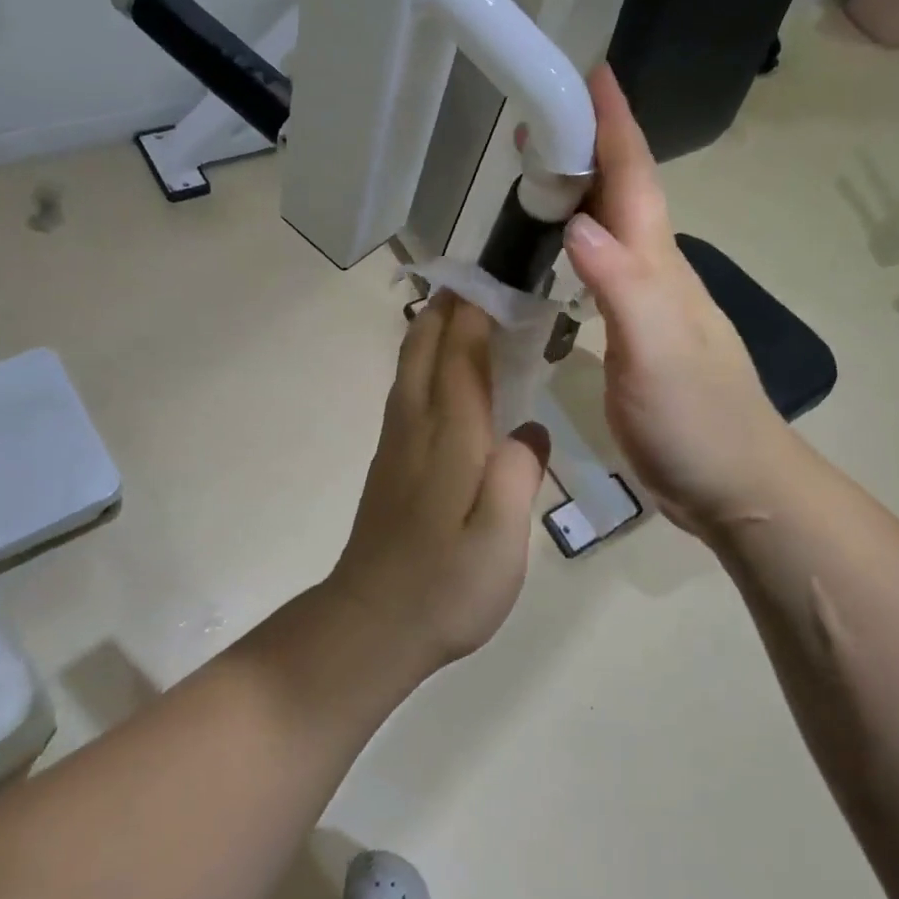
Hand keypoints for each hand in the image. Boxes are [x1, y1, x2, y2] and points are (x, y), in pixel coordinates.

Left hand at [329, 294, 551, 668]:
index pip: (460, 351)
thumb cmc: (445, 586)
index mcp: (449, 435)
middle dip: (452, 305)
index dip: (477, 309)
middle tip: (487, 278)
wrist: (370, 625)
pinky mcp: (390, 462)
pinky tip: (446, 372)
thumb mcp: (501, 538)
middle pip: (426, 345)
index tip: (499, 273)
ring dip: (435, 327)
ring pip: (411, 364)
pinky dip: (427, 360)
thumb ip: (518, 474)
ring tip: (468, 308)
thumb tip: (529, 428)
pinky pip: (408, 389)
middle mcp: (417, 424)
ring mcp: (397, 442)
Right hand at [562, 64, 787, 538]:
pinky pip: (602, 268)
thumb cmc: (698, 418)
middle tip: (539, 117)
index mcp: (659, 265)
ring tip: (538, 170)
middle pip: (624, 193)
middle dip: (588, 145)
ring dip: (581, 190)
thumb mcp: (658, 351)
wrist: (733, 483)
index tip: (590, 71)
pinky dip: (577, 241)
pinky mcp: (633, 334)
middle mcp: (655, 272)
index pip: (635, 178)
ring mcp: (647, 304)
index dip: (614, 124)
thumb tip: (577, 222)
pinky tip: (558, 247)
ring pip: (612, 227)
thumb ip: (621, 286)